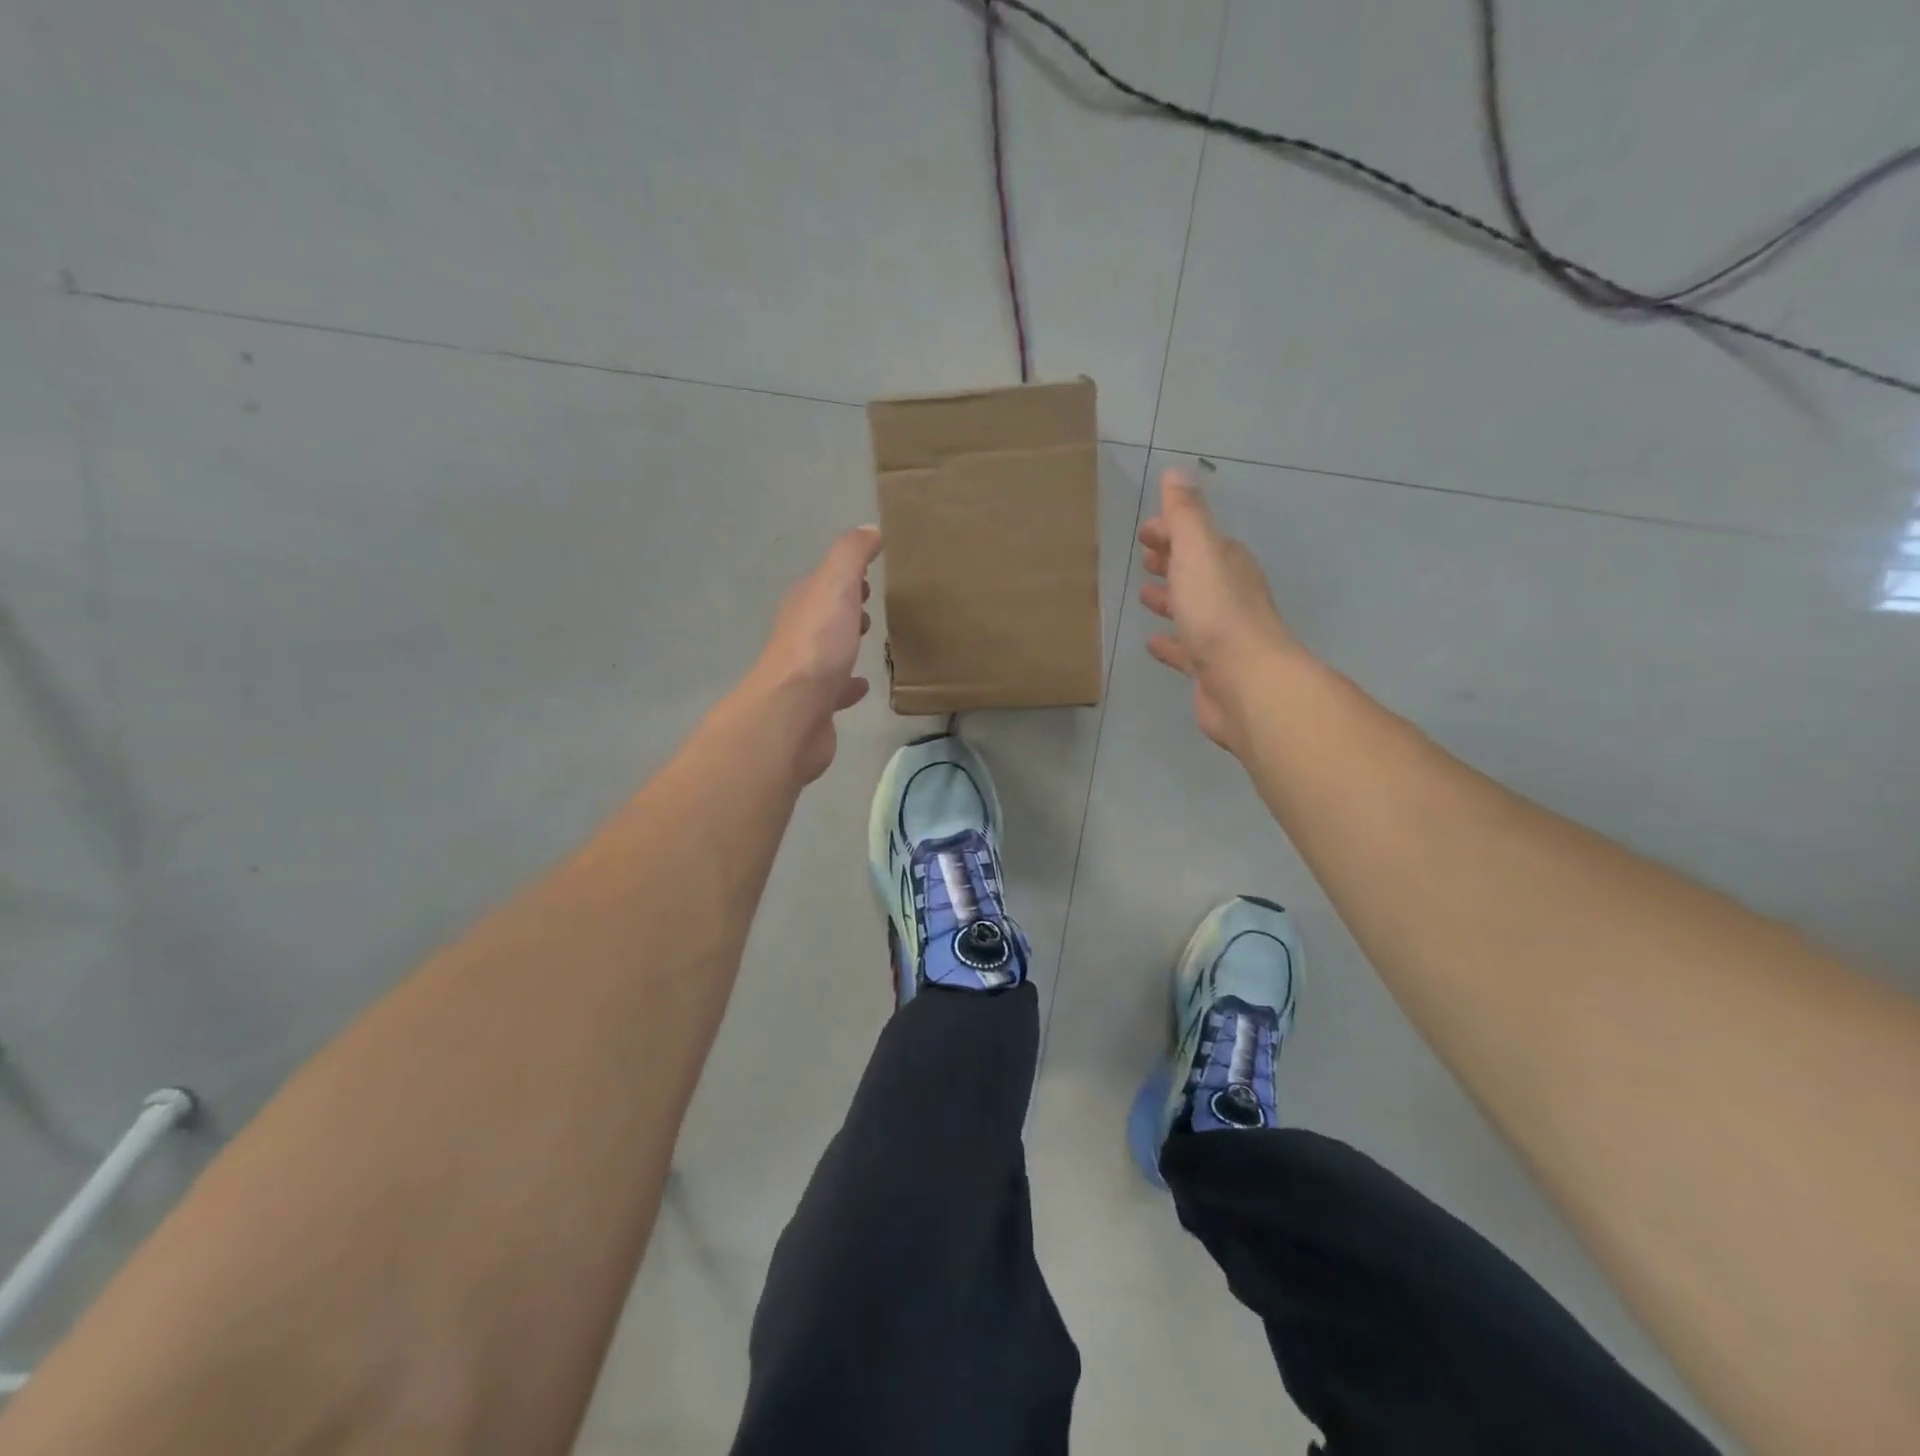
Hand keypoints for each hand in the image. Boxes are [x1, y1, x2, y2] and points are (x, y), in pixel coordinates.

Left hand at [746, 525, 882, 783]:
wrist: (794, 712)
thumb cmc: (818, 644)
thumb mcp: (836, 585)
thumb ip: (851, 555)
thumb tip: (869, 530)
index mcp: (804, 603)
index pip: (825, 581)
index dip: (846, 575)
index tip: (870, 574)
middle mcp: (800, 634)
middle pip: (825, 614)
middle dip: (846, 607)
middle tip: (871, 604)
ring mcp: (806, 672)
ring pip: (830, 650)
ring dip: (846, 643)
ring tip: (871, 640)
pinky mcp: (817, 705)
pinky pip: (836, 690)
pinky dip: (849, 684)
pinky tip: (863, 685)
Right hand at [1138, 468, 1296, 753]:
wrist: (1246, 682)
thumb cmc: (1218, 612)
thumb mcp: (1199, 551)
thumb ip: (1186, 515)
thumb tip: (1177, 473)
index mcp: (1227, 564)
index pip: (1198, 538)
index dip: (1172, 531)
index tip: (1145, 532)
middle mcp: (1228, 595)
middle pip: (1197, 571)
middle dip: (1172, 560)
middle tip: (1145, 557)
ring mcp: (1221, 634)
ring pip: (1191, 609)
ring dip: (1170, 600)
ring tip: (1144, 596)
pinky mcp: (1210, 669)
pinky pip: (1185, 649)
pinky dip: (1169, 643)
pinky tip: (1152, 643)